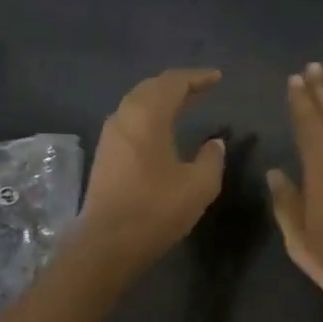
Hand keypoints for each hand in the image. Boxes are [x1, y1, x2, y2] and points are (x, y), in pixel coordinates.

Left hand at [77, 69, 226, 273]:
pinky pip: (130, 120)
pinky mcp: (105, 155)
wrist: (108, 243)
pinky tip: (161, 129)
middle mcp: (124, 117)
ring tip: (184, 104)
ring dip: (161, 99)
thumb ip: (212, 158)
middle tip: (201, 88)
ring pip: (137, 103)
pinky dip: (150, 115)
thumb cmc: (157, 209)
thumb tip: (214, 142)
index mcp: (148, 116)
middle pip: (151, 87)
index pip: (173, 83)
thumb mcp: (199, 185)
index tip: (217, 78)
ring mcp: (110, 136)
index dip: (197, 77)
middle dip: (177, 84)